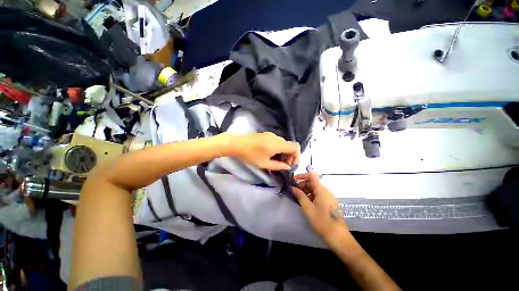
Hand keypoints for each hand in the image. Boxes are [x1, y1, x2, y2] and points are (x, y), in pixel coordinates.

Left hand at [229, 132, 299, 170]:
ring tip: (276, 161)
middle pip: (289, 146)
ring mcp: (271, 135)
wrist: (237, 144)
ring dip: (283, 153)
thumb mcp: (264, 164)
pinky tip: (270, 155)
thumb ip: (278, 166)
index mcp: (278, 144)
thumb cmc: (250, 155)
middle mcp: (277, 137)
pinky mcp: (266, 135)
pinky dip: (278, 149)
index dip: (297, 156)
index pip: (295, 147)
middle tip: (283, 165)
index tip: (291, 164)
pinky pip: (277, 141)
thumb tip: (287, 167)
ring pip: (283, 144)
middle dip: (289, 156)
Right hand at [291, 173, 351, 246]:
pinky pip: (318, 195)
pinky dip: (311, 195)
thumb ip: (300, 196)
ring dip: (306, 190)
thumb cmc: (322, 221)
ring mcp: (328, 197)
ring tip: (298, 196)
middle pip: (313, 182)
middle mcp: (326, 191)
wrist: (338, 236)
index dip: (302, 175)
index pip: (312, 175)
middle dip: (302, 184)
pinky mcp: (329, 203)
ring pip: (315, 189)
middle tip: (294, 190)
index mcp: (322, 190)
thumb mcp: (308, 208)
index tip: (293, 180)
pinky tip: (305, 202)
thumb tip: (293, 187)